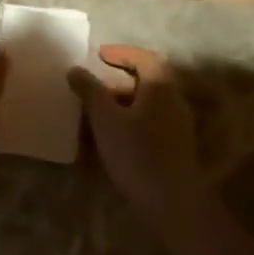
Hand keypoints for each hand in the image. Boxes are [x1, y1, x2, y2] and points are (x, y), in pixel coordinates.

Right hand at [67, 46, 204, 216]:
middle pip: (148, 80)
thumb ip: (90, 90)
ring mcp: (178, 125)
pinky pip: (151, 122)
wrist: (171, 202)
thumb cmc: (136, 152)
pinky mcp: (176, 146)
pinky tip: (112, 135)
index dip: (121, 53)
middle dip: (119, 79)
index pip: (144, 57)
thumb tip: (75, 69)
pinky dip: (131, 119)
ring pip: (148, 103)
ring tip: (97, 111)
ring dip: (124, 101)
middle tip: (94, 83)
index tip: (99, 55)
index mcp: (160, 86)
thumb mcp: (105, 118)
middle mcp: (174, 100)